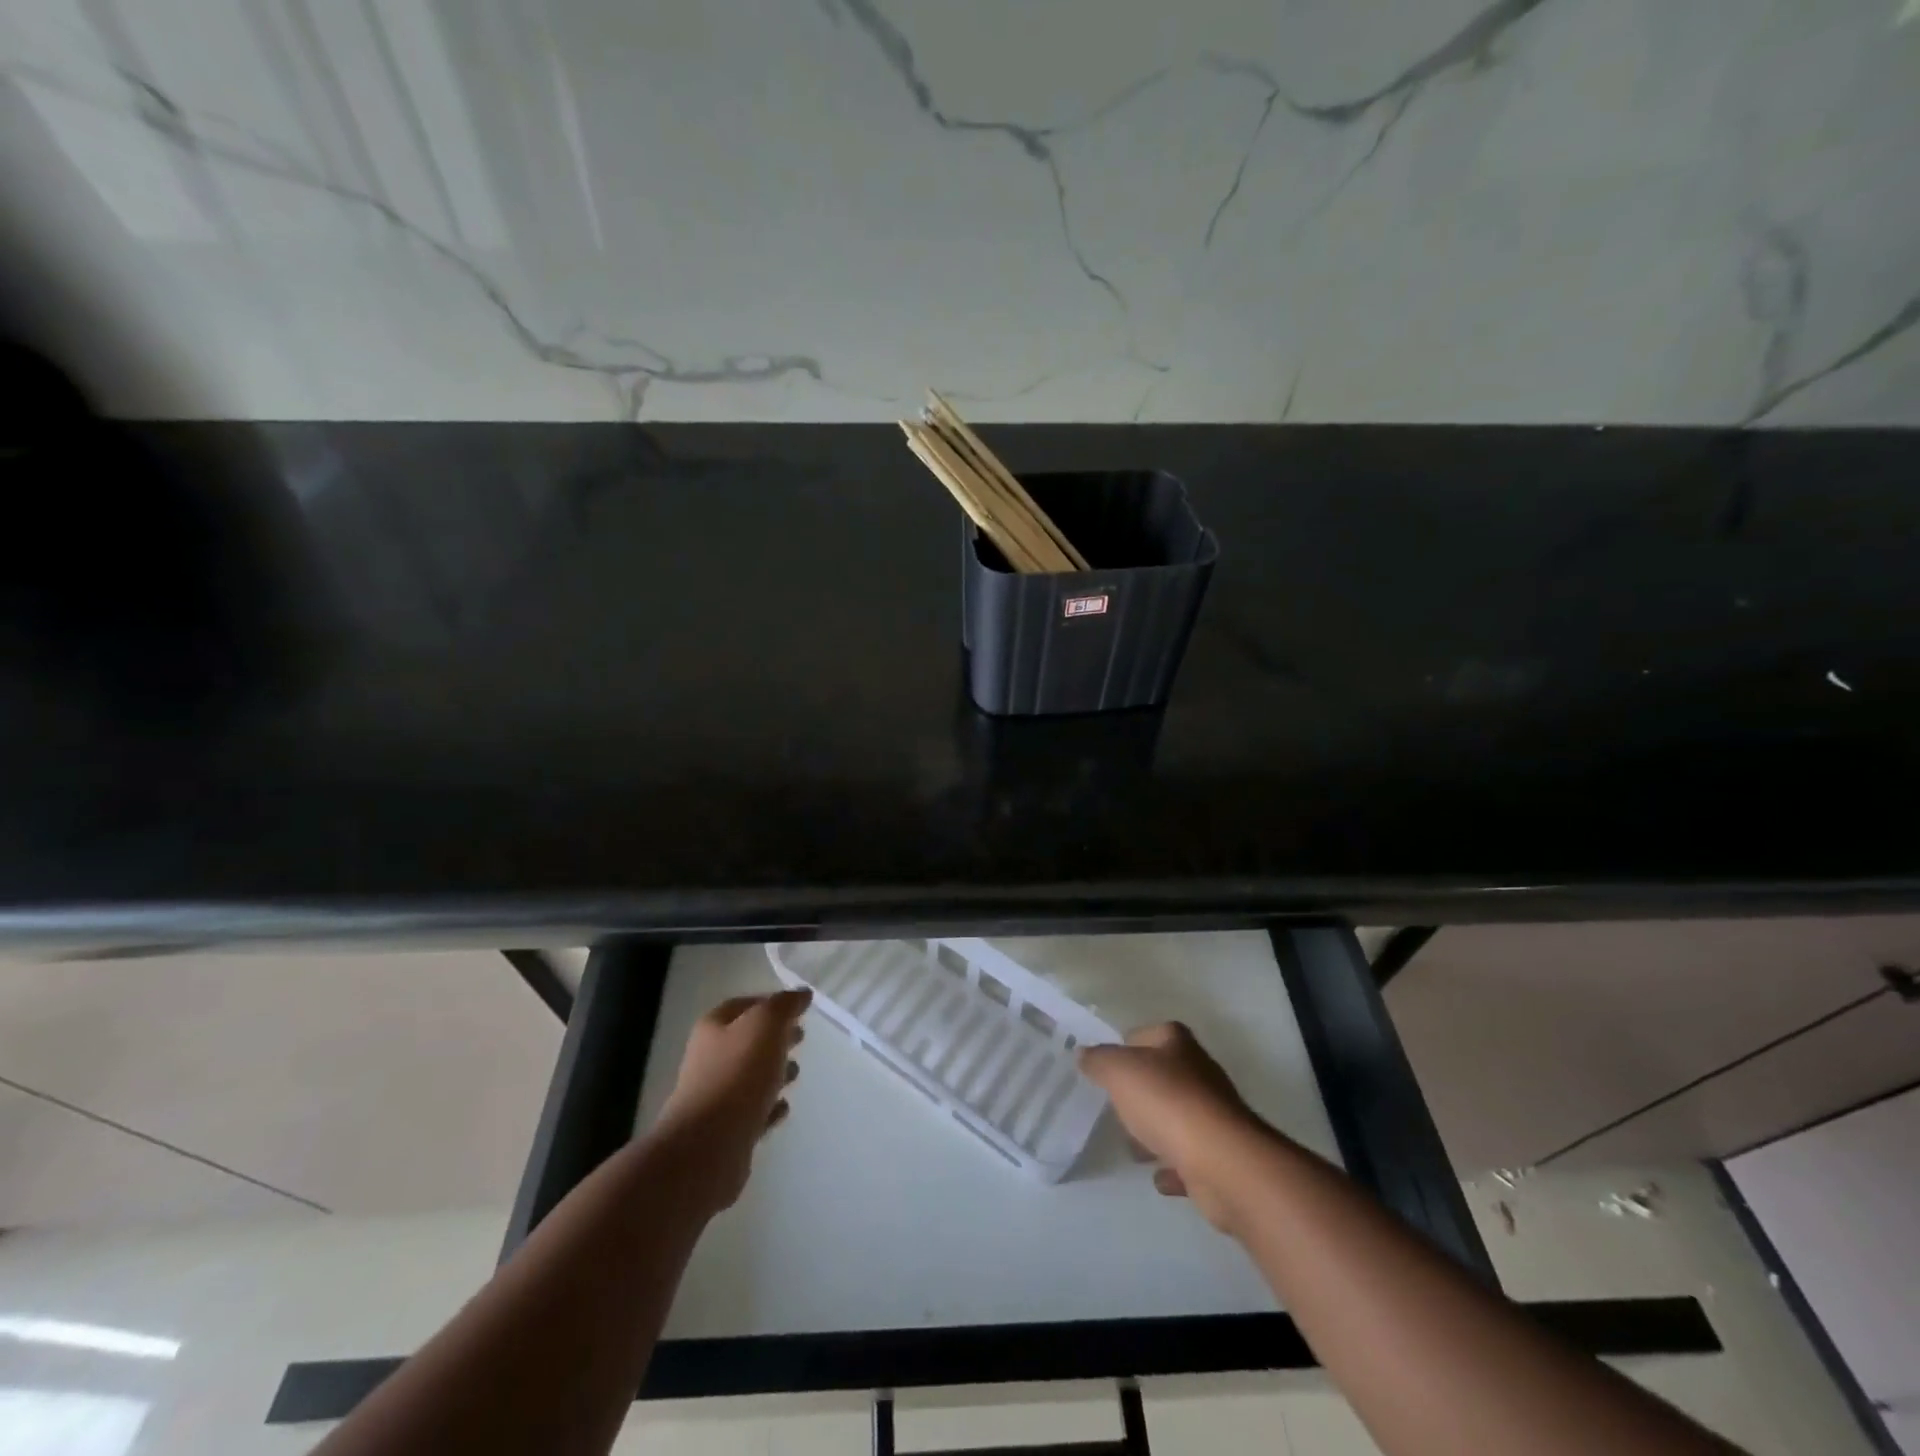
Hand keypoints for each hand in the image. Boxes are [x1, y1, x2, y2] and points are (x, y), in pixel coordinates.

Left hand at [653, 989, 809, 1212]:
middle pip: (748, 1040)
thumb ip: (785, 1005)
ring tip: (795, 1073)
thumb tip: (802, 993)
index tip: (800, 1009)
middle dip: (775, 1038)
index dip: (772, 1003)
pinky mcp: (725, 1131)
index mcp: (714, 1027)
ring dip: (774, 1072)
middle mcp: (710, 1058)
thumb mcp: (766, 1025)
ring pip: (751, 1076)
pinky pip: (753, 1111)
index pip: (745, 1005)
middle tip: (801, 1037)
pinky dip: (769, 1106)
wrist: (708, 1147)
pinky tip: (783, 1108)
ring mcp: (716, 1096)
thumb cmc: (738, 1074)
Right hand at [1079, 1022, 1267, 1233]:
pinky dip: (1174, 1166)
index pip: (1148, 1034)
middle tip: (1115, 1107)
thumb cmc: (1167, 1103)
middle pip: (1163, 1076)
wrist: (1222, 1162)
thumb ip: (1099, 1061)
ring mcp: (1214, 1115)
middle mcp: (1199, 1072)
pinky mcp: (1221, 1155)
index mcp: (1178, 1044)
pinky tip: (1158, 1176)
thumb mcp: (1119, 1071)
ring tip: (1132, 1147)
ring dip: (1157, 1131)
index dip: (1126, 1047)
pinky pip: (1189, 1158)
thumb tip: (1084, 1054)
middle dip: (1140, 1092)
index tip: (1105, 1068)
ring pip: (1176, 1117)